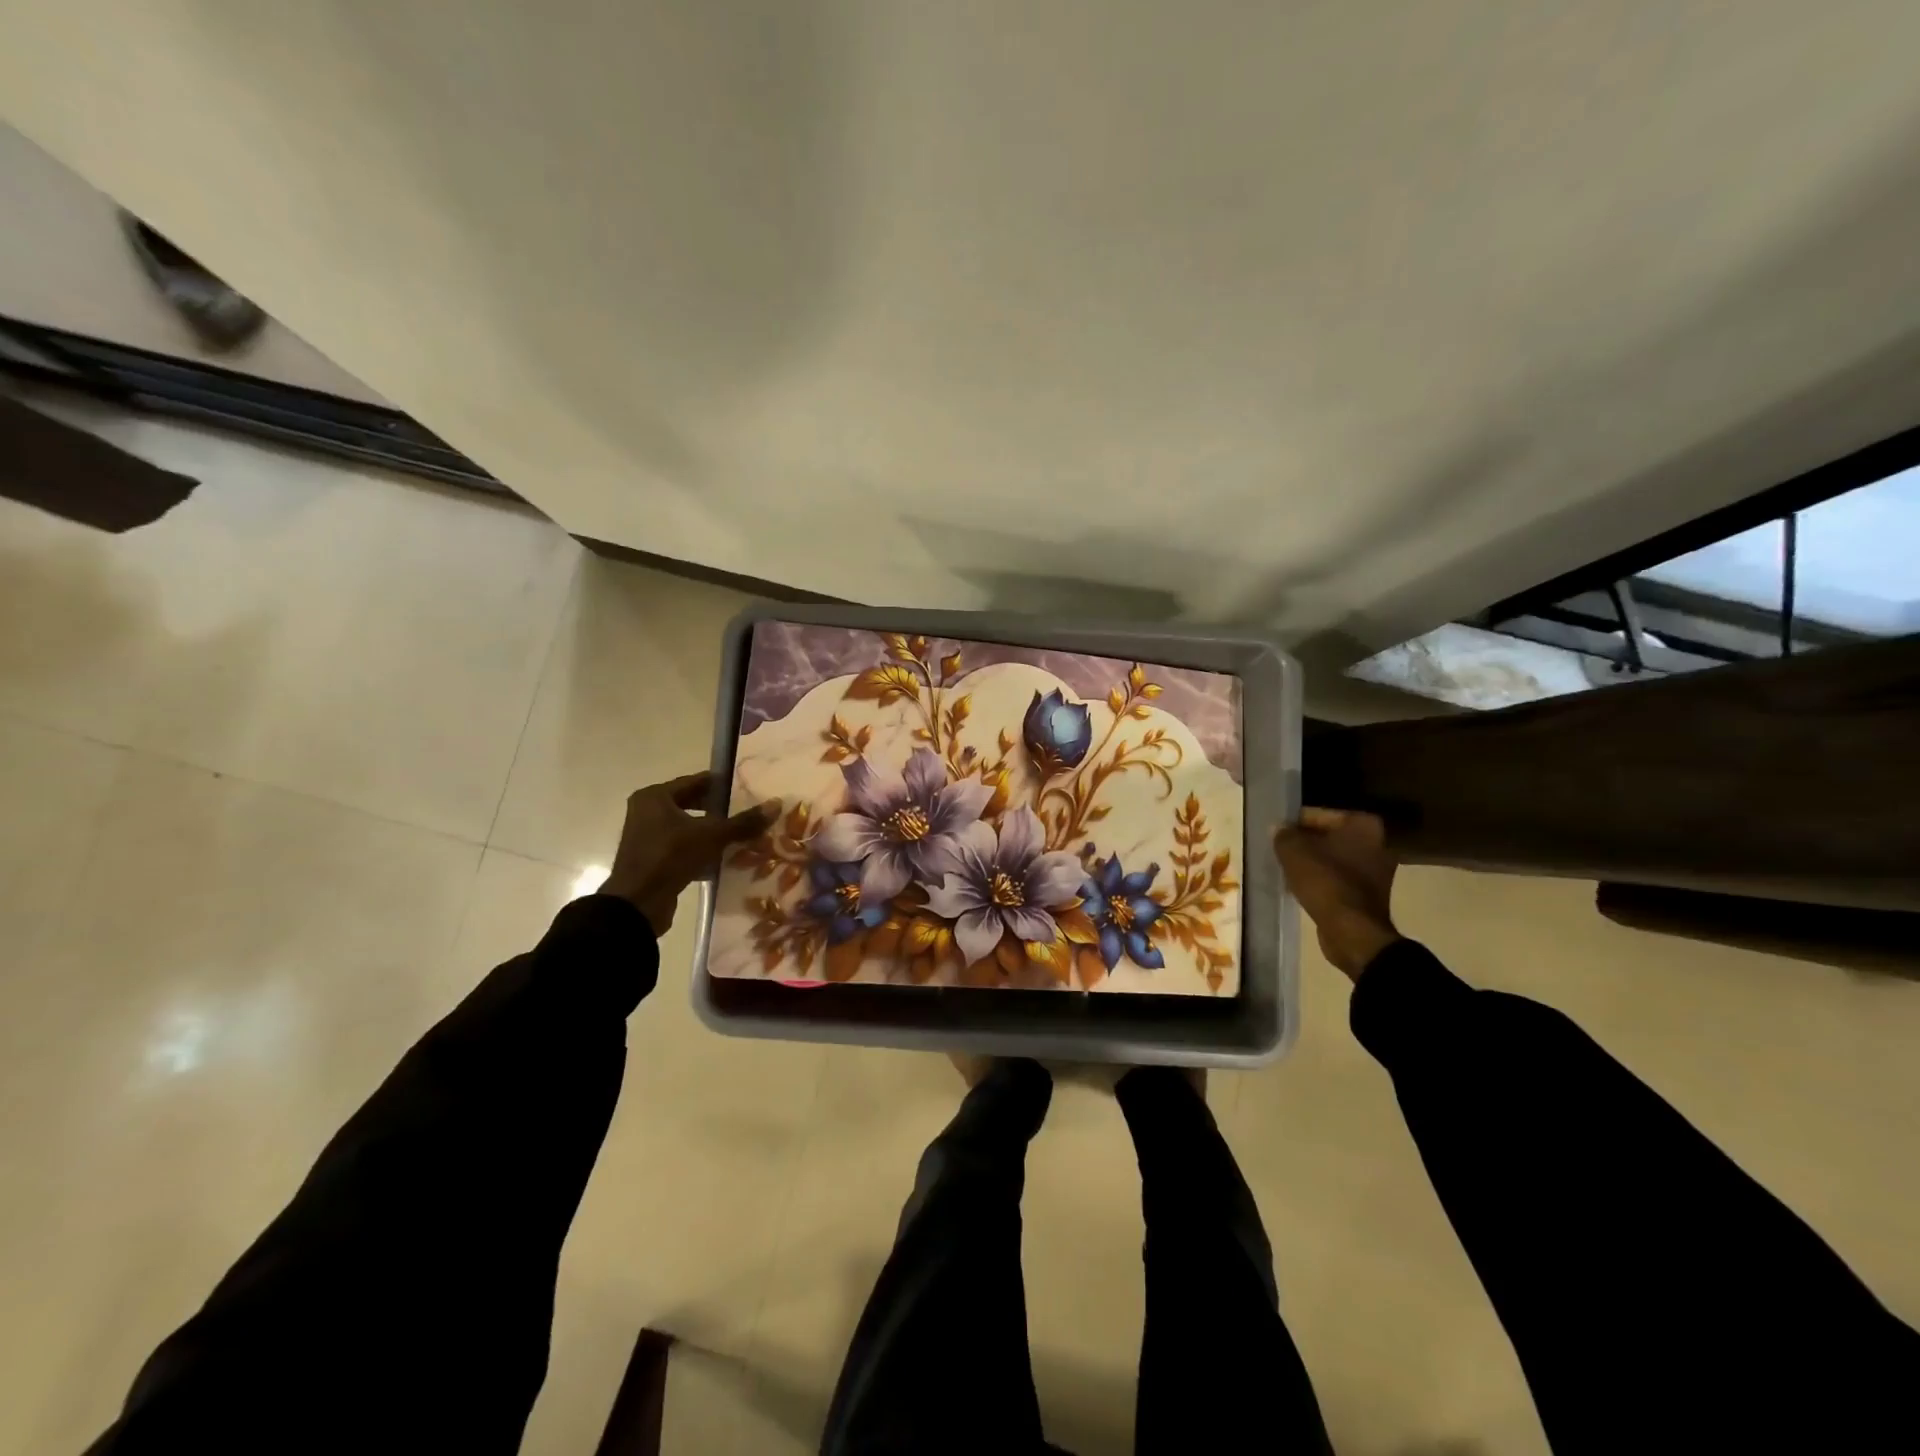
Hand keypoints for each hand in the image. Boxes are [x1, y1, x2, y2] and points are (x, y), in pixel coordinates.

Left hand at [600, 772, 778, 936]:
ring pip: (689, 827)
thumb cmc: (670, 857)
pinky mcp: (653, 859)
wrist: (637, 904)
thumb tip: (776, 804)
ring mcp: (648, 836)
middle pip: (692, 804)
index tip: (749, 789)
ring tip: (742, 834)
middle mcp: (647, 811)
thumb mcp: (711, 836)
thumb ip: (743, 821)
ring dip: (713, 832)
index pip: (696, 781)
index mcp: (655, 797)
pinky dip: (702, 850)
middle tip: (748, 812)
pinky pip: (683, 847)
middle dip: (720, 810)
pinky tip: (725, 857)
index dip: (724, 785)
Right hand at [1271, 807, 1400, 980]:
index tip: (1275, 834)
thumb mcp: (1293, 852)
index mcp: (1362, 825)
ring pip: (1332, 859)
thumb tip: (1278, 828)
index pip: (1318, 815)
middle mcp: (1376, 843)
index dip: (1293, 823)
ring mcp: (1376, 870)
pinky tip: (1300, 887)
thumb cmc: (1325, 882)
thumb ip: (1283, 835)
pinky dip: (1321, 881)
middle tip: (1279, 851)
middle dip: (1304, 844)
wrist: (1352, 932)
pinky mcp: (1369, 894)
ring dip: (1311, 863)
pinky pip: (1338, 879)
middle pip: (1327, 837)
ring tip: (1285, 870)